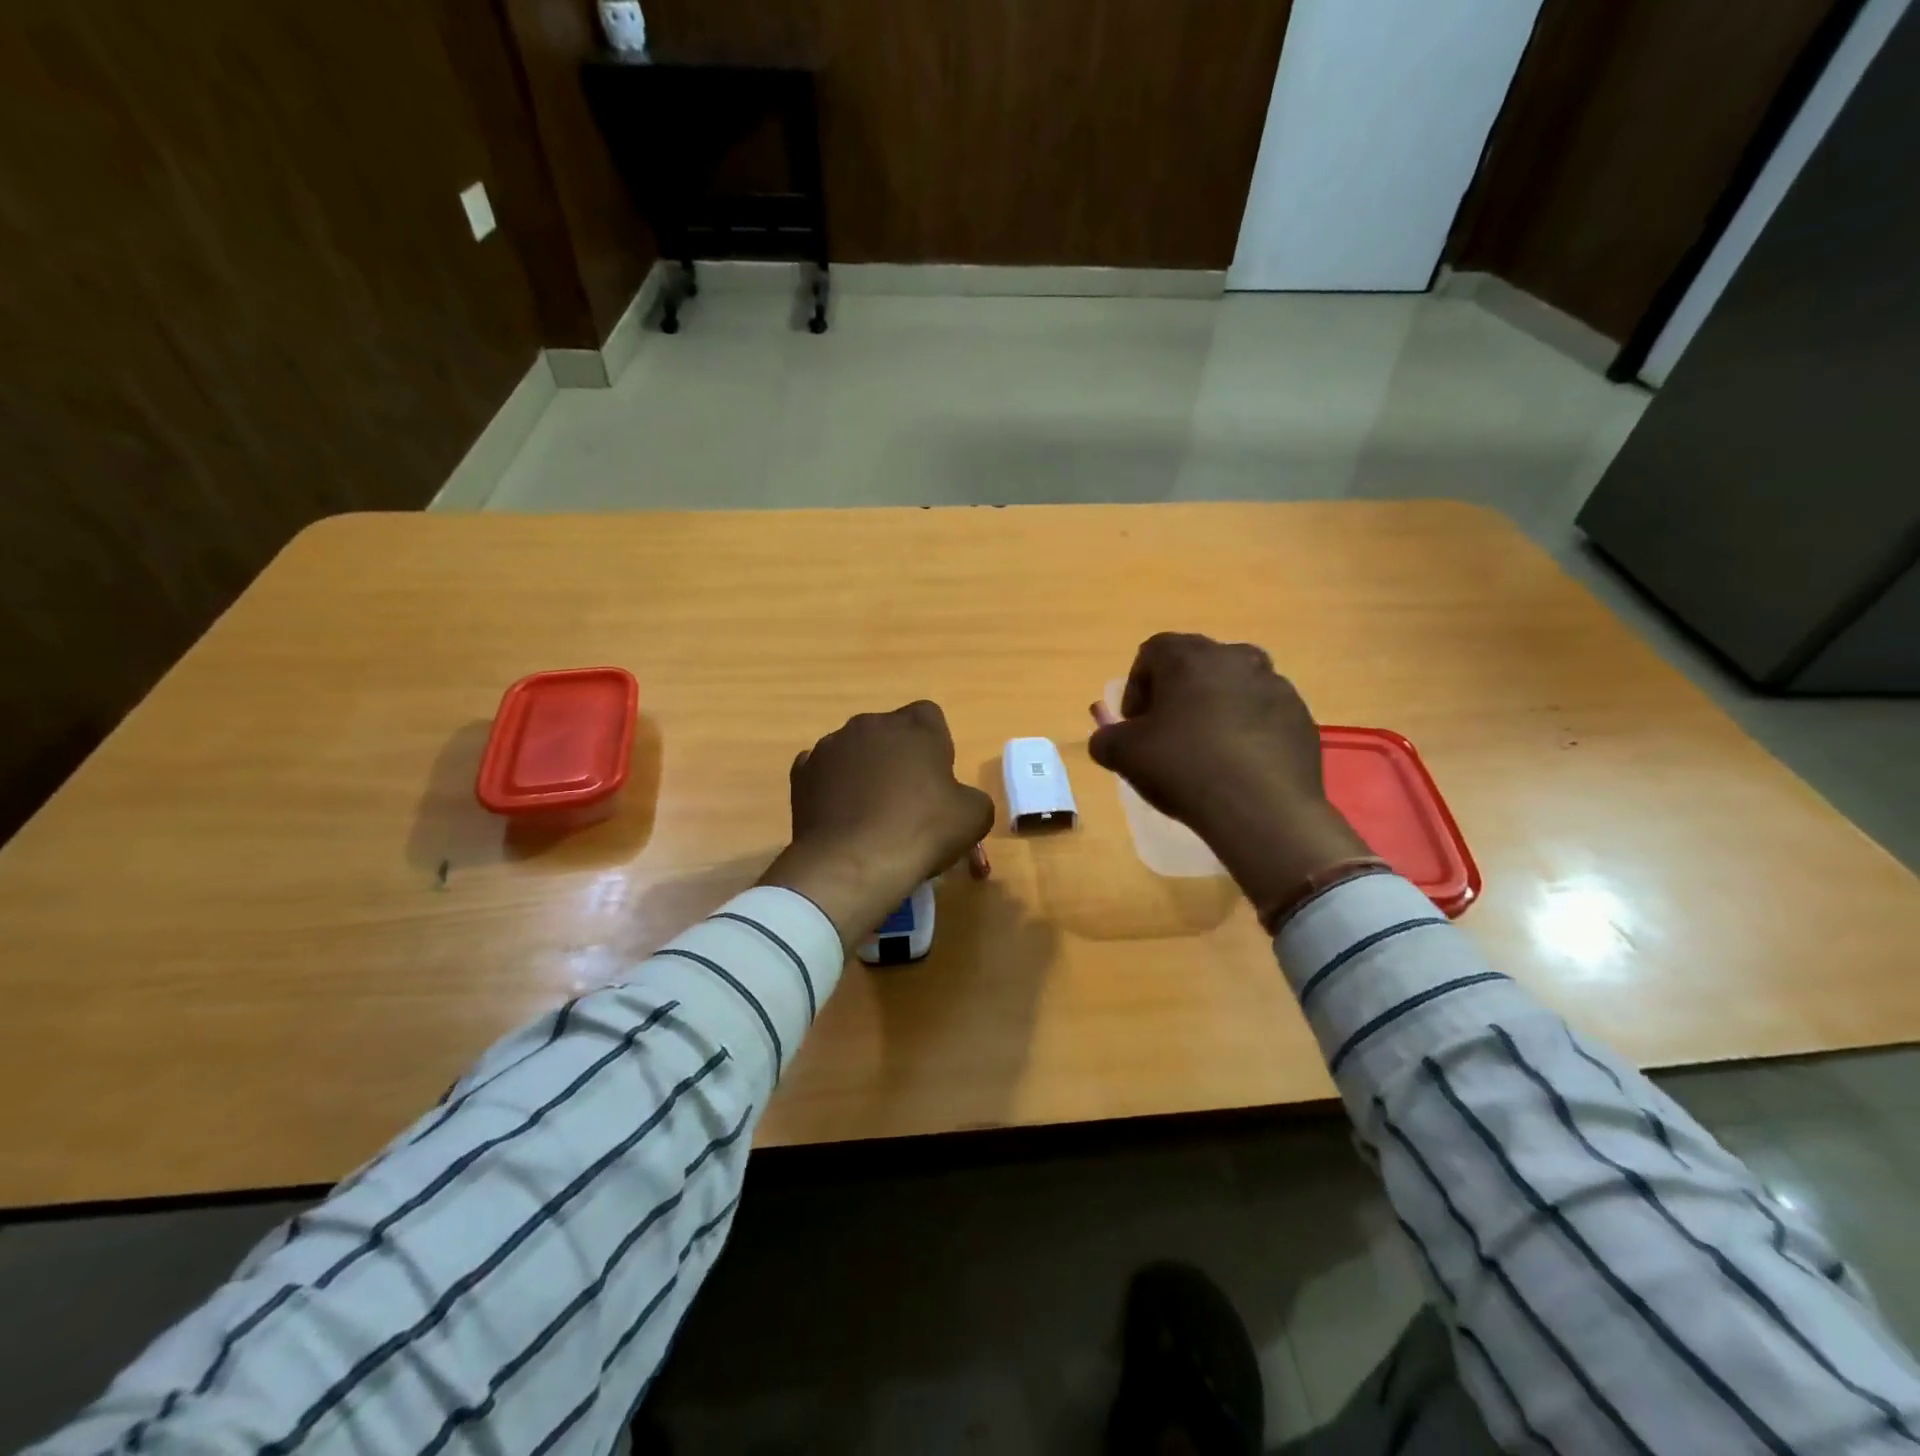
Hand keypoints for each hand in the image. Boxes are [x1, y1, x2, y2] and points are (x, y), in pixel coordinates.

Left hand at [760, 701, 994, 947]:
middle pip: (890, 732)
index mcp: (915, 726)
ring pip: (854, 751)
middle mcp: (870, 724)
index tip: (937, 779)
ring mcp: (830, 746)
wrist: (853, 864)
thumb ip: (971, 796)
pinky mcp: (801, 773)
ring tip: (870, 814)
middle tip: (907, 800)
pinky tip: (842, 817)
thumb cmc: (921, 832)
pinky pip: (823, 773)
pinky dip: (832, 788)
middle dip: (898, 757)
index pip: (930, 717)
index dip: (936, 746)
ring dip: (864, 771)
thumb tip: (957, 800)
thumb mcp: (975, 817)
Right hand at [1088, 633, 1370, 915]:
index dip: (1136, 687)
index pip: (1152, 652)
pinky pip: (1263, 715)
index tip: (1135, 724)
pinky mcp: (1302, 717)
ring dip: (1215, 711)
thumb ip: (1106, 738)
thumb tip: (1109, 738)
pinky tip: (1238, 768)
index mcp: (1189, 657)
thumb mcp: (1123, 755)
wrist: (1263, 810)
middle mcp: (1236, 658)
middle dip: (1177, 695)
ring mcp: (1276, 685)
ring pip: (1233, 689)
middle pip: (1196, 666)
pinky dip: (1247, 732)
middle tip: (1167, 735)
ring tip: (1205, 754)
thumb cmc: (1183, 768)